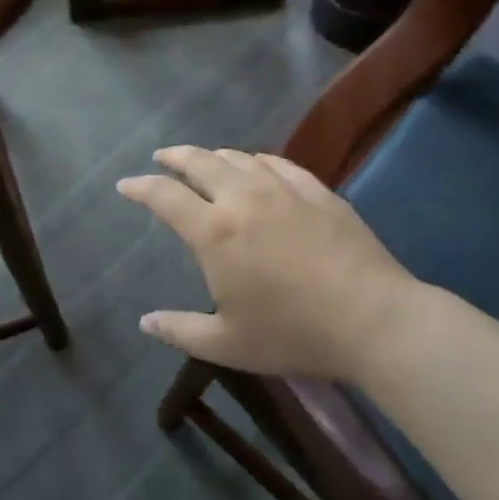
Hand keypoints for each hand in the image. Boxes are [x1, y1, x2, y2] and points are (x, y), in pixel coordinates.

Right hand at [117, 147, 422, 379]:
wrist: (372, 318)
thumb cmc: (293, 333)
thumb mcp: (228, 344)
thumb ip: (181, 331)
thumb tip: (146, 323)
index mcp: (215, 232)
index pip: (165, 197)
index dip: (140, 187)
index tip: (126, 184)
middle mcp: (243, 198)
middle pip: (200, 163)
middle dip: (175, 157)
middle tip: (162, 157)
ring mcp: (283, 189)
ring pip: (239, 158)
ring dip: (214, 155)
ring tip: (205, 160)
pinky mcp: (317, 191)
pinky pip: (278, 163)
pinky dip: (256, 160)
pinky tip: (256, 164)